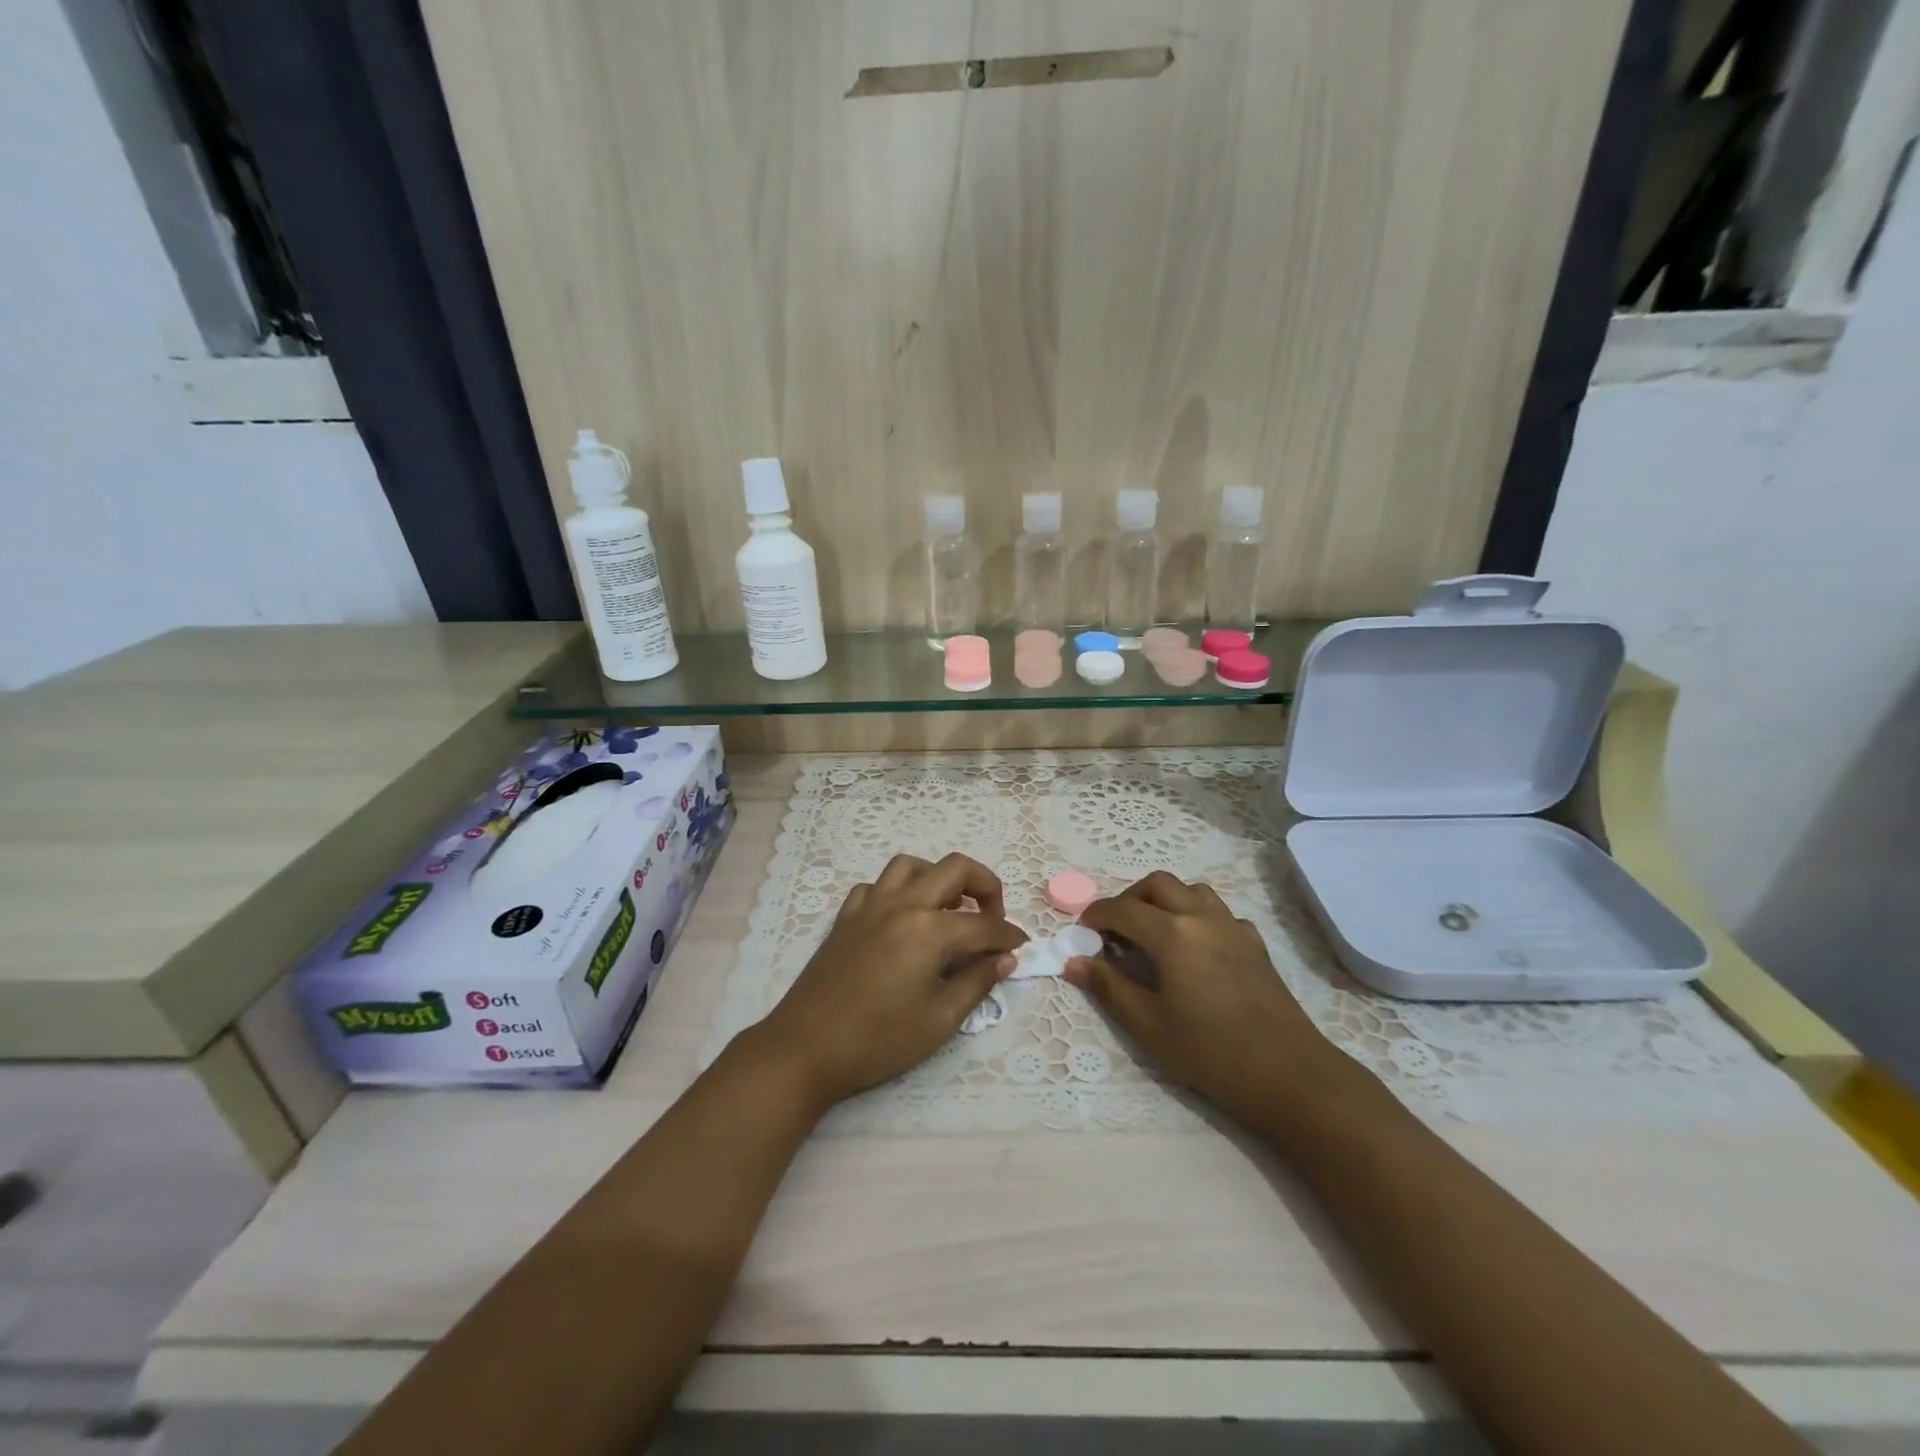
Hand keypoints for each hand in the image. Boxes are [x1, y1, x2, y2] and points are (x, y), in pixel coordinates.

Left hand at [756, 853, 1026, 1111]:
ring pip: (911, 866)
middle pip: (954, 869)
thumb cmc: (878, 1041)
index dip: (1008, 935)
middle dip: (985, 885)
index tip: (1022, 947)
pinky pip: (876, 886)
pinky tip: (902, 919)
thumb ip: (977, 982)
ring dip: (938, 878)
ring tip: (949, 909)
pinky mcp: (846, 917)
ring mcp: (870, 906)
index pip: (983, 924)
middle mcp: (902, 904)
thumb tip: (1004, 959)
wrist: (806, 1048)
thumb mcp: (939, 1020)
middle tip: (992, 917)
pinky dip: (897, 892)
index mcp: (929, 929)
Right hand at [1064, 872, 1343, 1127]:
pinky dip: (1196, 917)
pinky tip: (1194, 949)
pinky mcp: (1255, 943)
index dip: (1096, 915)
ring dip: (1165, 900)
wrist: (1288, 1074)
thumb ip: (1108, 987)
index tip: (1082, 931)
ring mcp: (1233, 927)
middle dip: (1129, 899)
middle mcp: (1202, 917)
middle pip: (1158, 884)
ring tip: (1152, 933)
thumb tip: (1074, 961)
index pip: (1123, 909)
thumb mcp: (1148, 1025)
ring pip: (1192, 891)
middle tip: (1115, 930)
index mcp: (1172, 934)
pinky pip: (1219, 912)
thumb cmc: (1209, 1052)